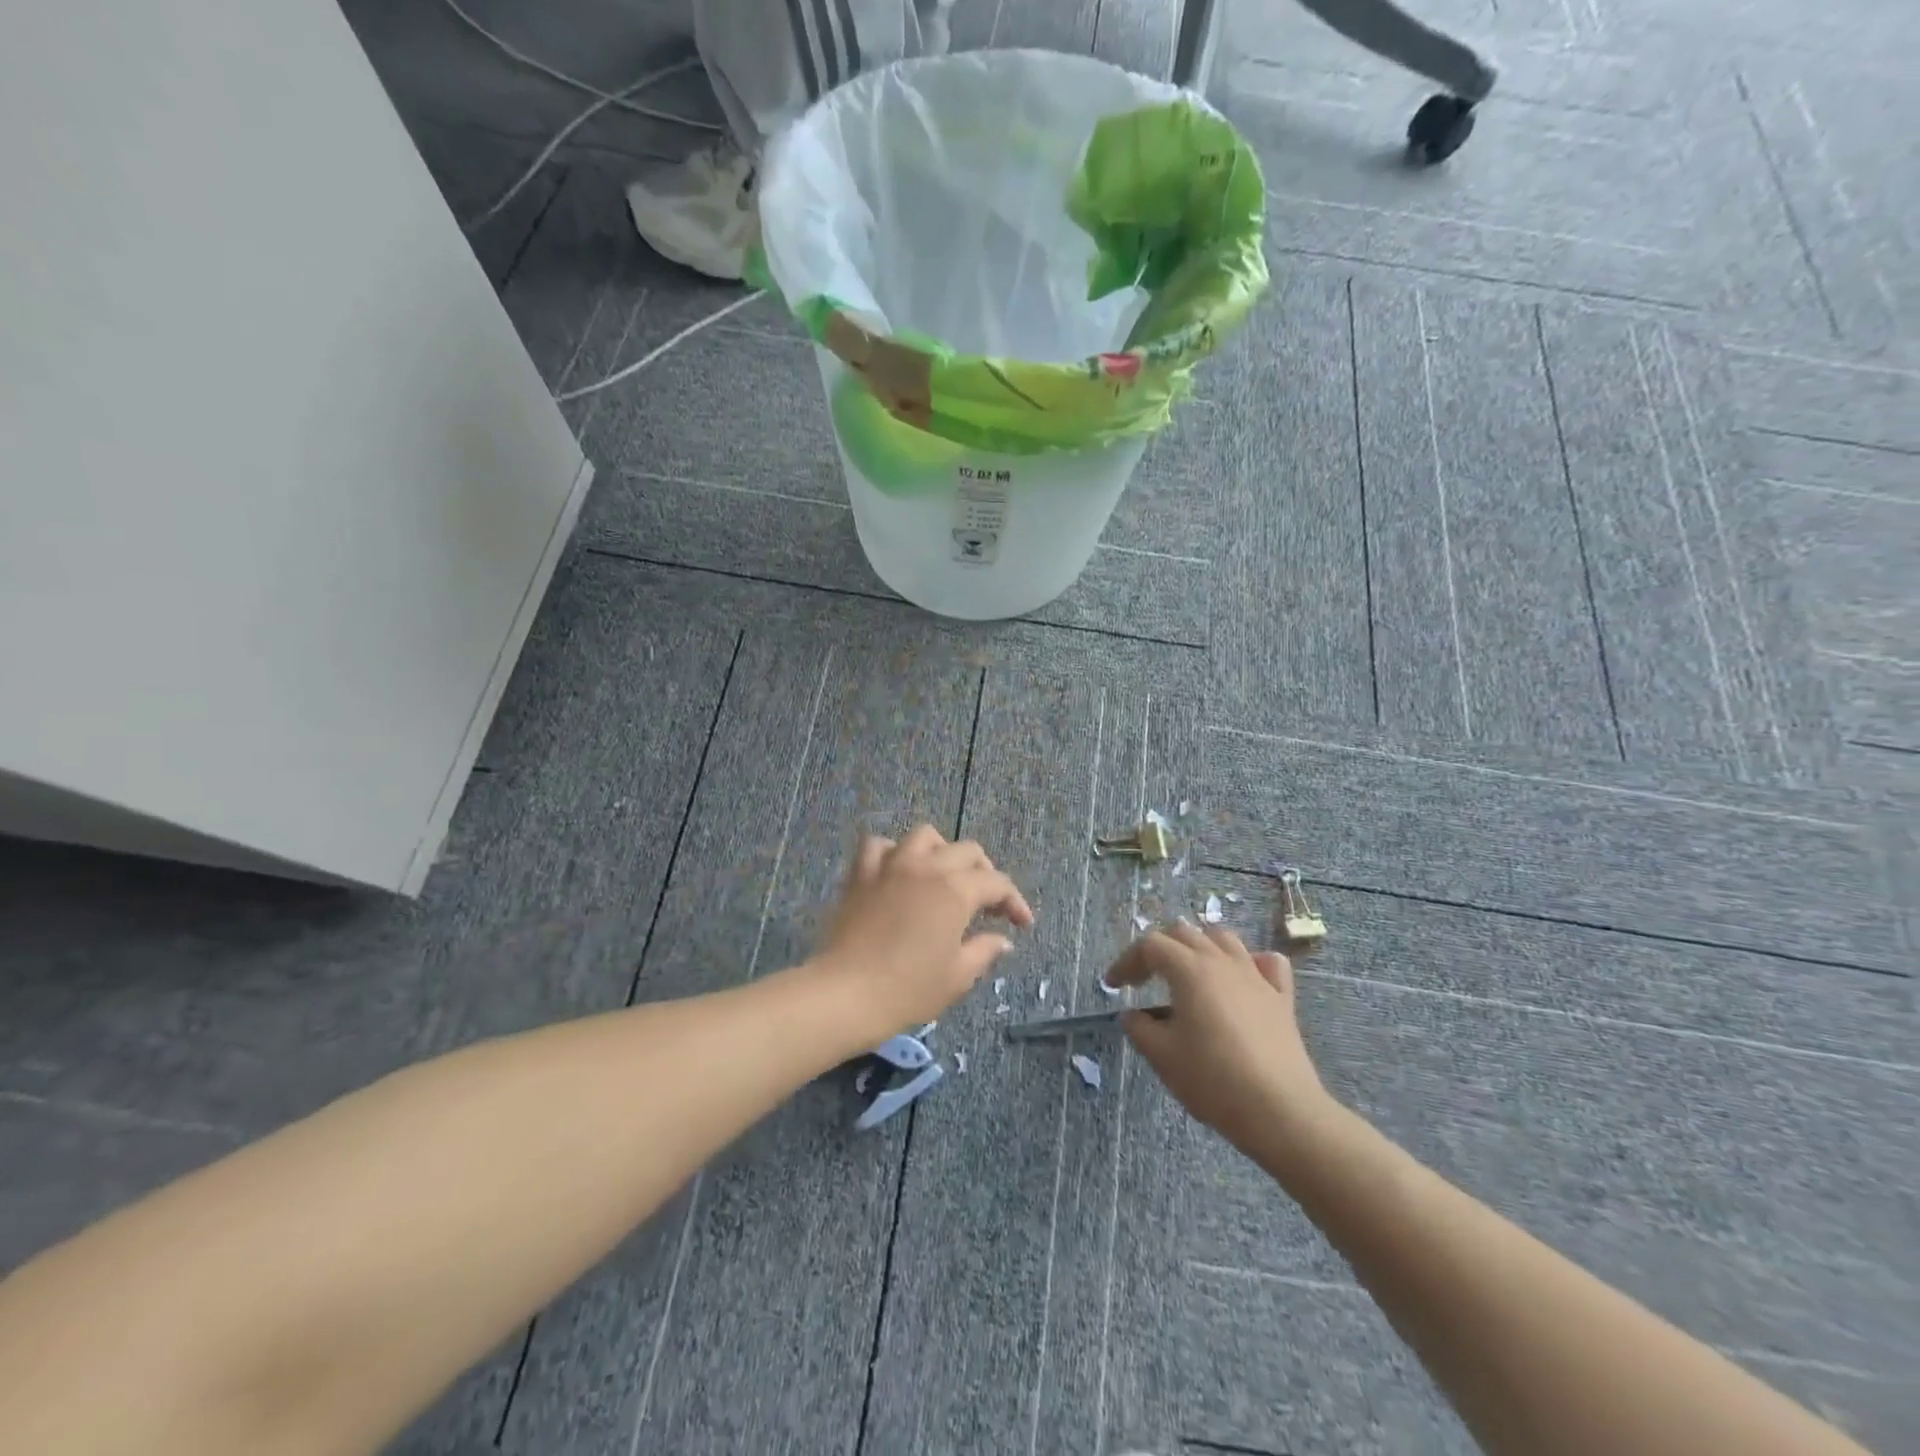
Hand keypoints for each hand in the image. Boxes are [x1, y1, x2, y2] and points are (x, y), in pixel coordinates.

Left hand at [813, 825, 1034, 1036]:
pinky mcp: (861, 874)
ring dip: (942, 852)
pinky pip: (879, 846)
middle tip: (987, 904)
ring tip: (944, 876)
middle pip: (966, 851)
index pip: (997, 883)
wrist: (845, 993)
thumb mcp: (957, 977)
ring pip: (924, 837)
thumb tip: (1001, 939)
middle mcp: (926, 867)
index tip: (1022, 925)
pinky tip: (898, 872)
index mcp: (956, 890)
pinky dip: (893, 853)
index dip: (1014, 902)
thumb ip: (984, 951)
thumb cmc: (908, 989)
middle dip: (984, 874)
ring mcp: (890, 865)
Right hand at [1105, 921, 1334, 1157]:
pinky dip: (1249, 962)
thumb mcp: (1162, 1056)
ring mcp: (1255, 976)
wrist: (1280, 1110)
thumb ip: (1140, 1028)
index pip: (1150, 946)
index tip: (1114, 986)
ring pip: (1223, 939)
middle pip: (1183, 933)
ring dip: (1198, 946)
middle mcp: (1221, 961)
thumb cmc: (1213, 1080)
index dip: (1127, 961)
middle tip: (1144, 979)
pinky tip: (1241, 978)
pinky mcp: (1281, 997)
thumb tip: (1133, 1015)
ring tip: (1187, 971)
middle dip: (1158, 949)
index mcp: (1189, 969)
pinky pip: (1266, 963)